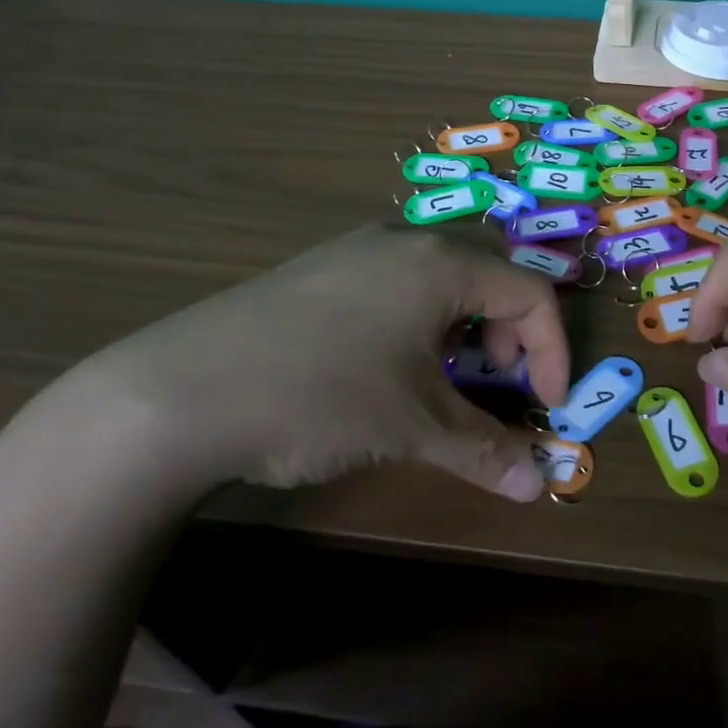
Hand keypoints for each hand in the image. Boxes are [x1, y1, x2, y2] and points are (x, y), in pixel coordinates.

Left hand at [57, 226, 570, 502]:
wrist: (175, 394)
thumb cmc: (319, 396)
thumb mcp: (411, 426)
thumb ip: (484, 450)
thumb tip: (539, 486)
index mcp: (440, 263)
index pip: (530, 292)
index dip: (553, 350)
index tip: (546, 406)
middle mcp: (403, 240)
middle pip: (489, 273)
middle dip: (509, 331)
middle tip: (495, 381)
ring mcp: (355, 249)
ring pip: (441, 274)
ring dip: (464, 325)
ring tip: (442, 376)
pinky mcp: (318, 268)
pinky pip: (396, 280)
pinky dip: (419, 318)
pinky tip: (385, 363)